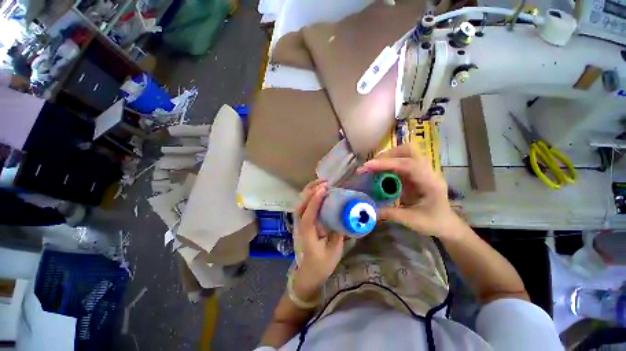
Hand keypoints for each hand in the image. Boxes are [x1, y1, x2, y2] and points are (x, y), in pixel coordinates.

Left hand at [292, 180, 344, 297]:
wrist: (308, 274)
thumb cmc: (321, 265)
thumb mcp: (334, 251)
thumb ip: (339, 233)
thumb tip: (346, 216)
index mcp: (307, 234)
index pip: (308, 214)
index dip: (315, 201)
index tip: (324, 189)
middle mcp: (300, 225)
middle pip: (300, 204)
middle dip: (310, 190)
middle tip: (324, 182)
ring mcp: (299, 223)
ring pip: (300, 203)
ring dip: (309, 192)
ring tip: (321, 183)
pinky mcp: (303, 222)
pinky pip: (304, 206)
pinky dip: (309, 197)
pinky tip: (318, 193)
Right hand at [357, 145, 460, 238]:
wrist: (447, 224)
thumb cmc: (433, 223)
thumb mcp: (411, 220)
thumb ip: (389, 213)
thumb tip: (367, 208)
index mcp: (430, 182)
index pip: (408, 164)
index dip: (386, 163)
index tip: (367, 166)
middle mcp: (428, 171)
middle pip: (408, 150)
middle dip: (387, 155)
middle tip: (371, 166)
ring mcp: (422, 170)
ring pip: (405, 153)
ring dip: (387, 158)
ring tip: (373, 168)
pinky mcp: (416, 173)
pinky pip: (401, 162)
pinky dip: (388, 164)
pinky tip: (380, 172)